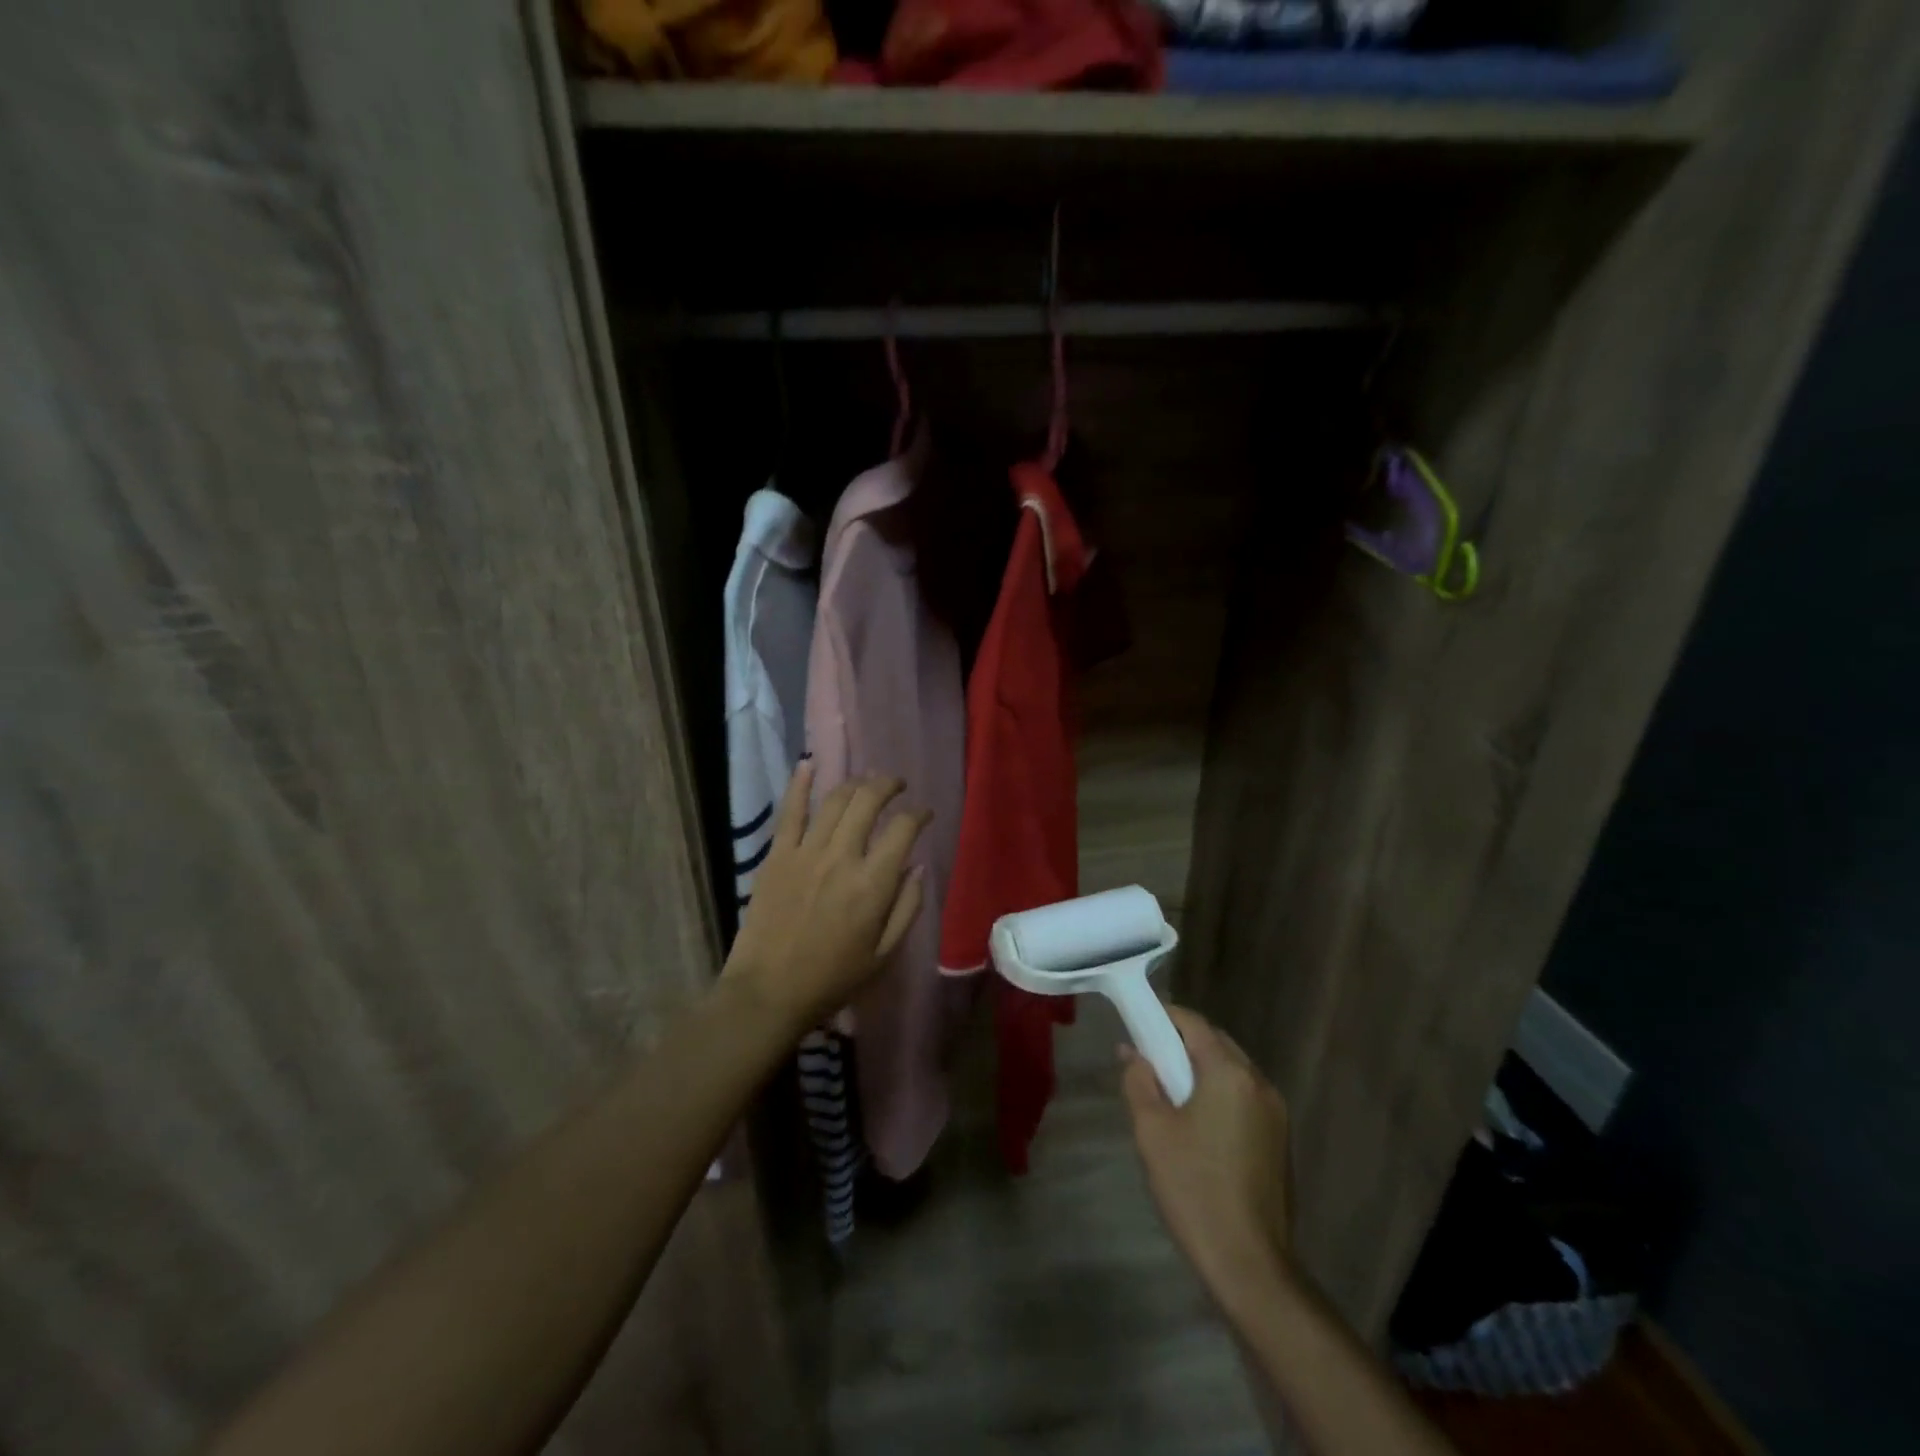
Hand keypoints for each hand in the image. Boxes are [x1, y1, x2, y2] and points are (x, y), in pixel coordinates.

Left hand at [723, 763, 928, 1033]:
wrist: (768, 992)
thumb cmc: (832, 979)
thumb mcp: (884, 954)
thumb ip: (907, 907)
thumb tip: (918, 866)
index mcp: (873, 884)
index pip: (903, 829)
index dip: (919, 815)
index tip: (924, 815)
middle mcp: (842, 857)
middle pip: (869, 801)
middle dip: (888, 785)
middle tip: (897, 785)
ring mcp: (806, 852)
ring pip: (835, 800)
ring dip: (855, 783)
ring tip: (866, 781)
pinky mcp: (777, 855)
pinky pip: (790, 810)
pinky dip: (800, 783)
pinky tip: (809, 763)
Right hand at [1121, 1006, 1293, 1305]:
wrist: (1250, 1265)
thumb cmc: (1194, 1188)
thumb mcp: (1152, 1130)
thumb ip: (1139, 1081)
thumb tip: (1133, 1053)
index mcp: (1230, 1073)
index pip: (1193, 1023)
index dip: (1163, 1016)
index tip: (1136, 1022)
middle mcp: (1259, 1083)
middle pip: (1216, 1043)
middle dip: (1180, 1043)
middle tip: (1147, 1059)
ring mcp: (1275, 1113)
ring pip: (1231, 1071)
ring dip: (1200, 1069)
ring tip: (1167, 1091)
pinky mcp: (1279, 1140)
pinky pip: (1243, 1097)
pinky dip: (1218, 1093)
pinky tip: (1196, 1122)